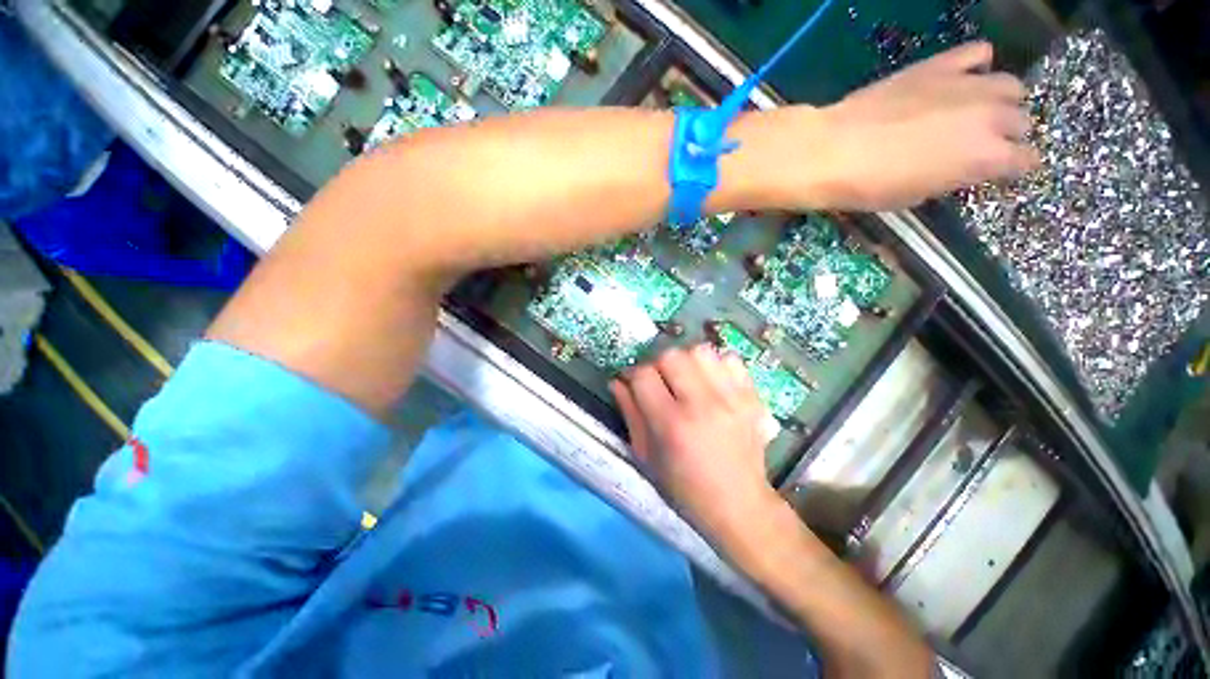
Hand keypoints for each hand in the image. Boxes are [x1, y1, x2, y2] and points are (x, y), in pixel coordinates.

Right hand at [609, 345, 782, 548]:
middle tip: (661, 381)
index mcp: (672, 425)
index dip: (633, 375)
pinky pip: (730, 359)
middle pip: (671, 355)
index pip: (643, 375)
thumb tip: (617, 381)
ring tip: (687, 378)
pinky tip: (712, 381)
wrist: (739, 505)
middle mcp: (702, 405)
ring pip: (700, 350)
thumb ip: (630, 413)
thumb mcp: (647, 456)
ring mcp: (732, 398)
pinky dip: (716, 364)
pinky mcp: (752, 397)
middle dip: (658, 364)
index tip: (634, 383)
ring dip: (687, 360)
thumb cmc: (684, 487)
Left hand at [739, 41, 1038, 211]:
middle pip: (1021, 121)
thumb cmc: (870, 186)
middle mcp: (990, 117)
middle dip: (1008, 135)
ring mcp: (968, 85)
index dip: (1015, 167)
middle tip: (981, 144)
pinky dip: (976, 65)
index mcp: (986, 158)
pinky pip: (977, 53)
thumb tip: (964, 165)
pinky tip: (961, 78)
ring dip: (1000, 101)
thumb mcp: (916, 195)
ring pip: (1009, 87)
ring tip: (975, 112)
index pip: (1026, 160)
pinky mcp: (941, 64)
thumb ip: (954, 176)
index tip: (1002, 170)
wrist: (834, 151)